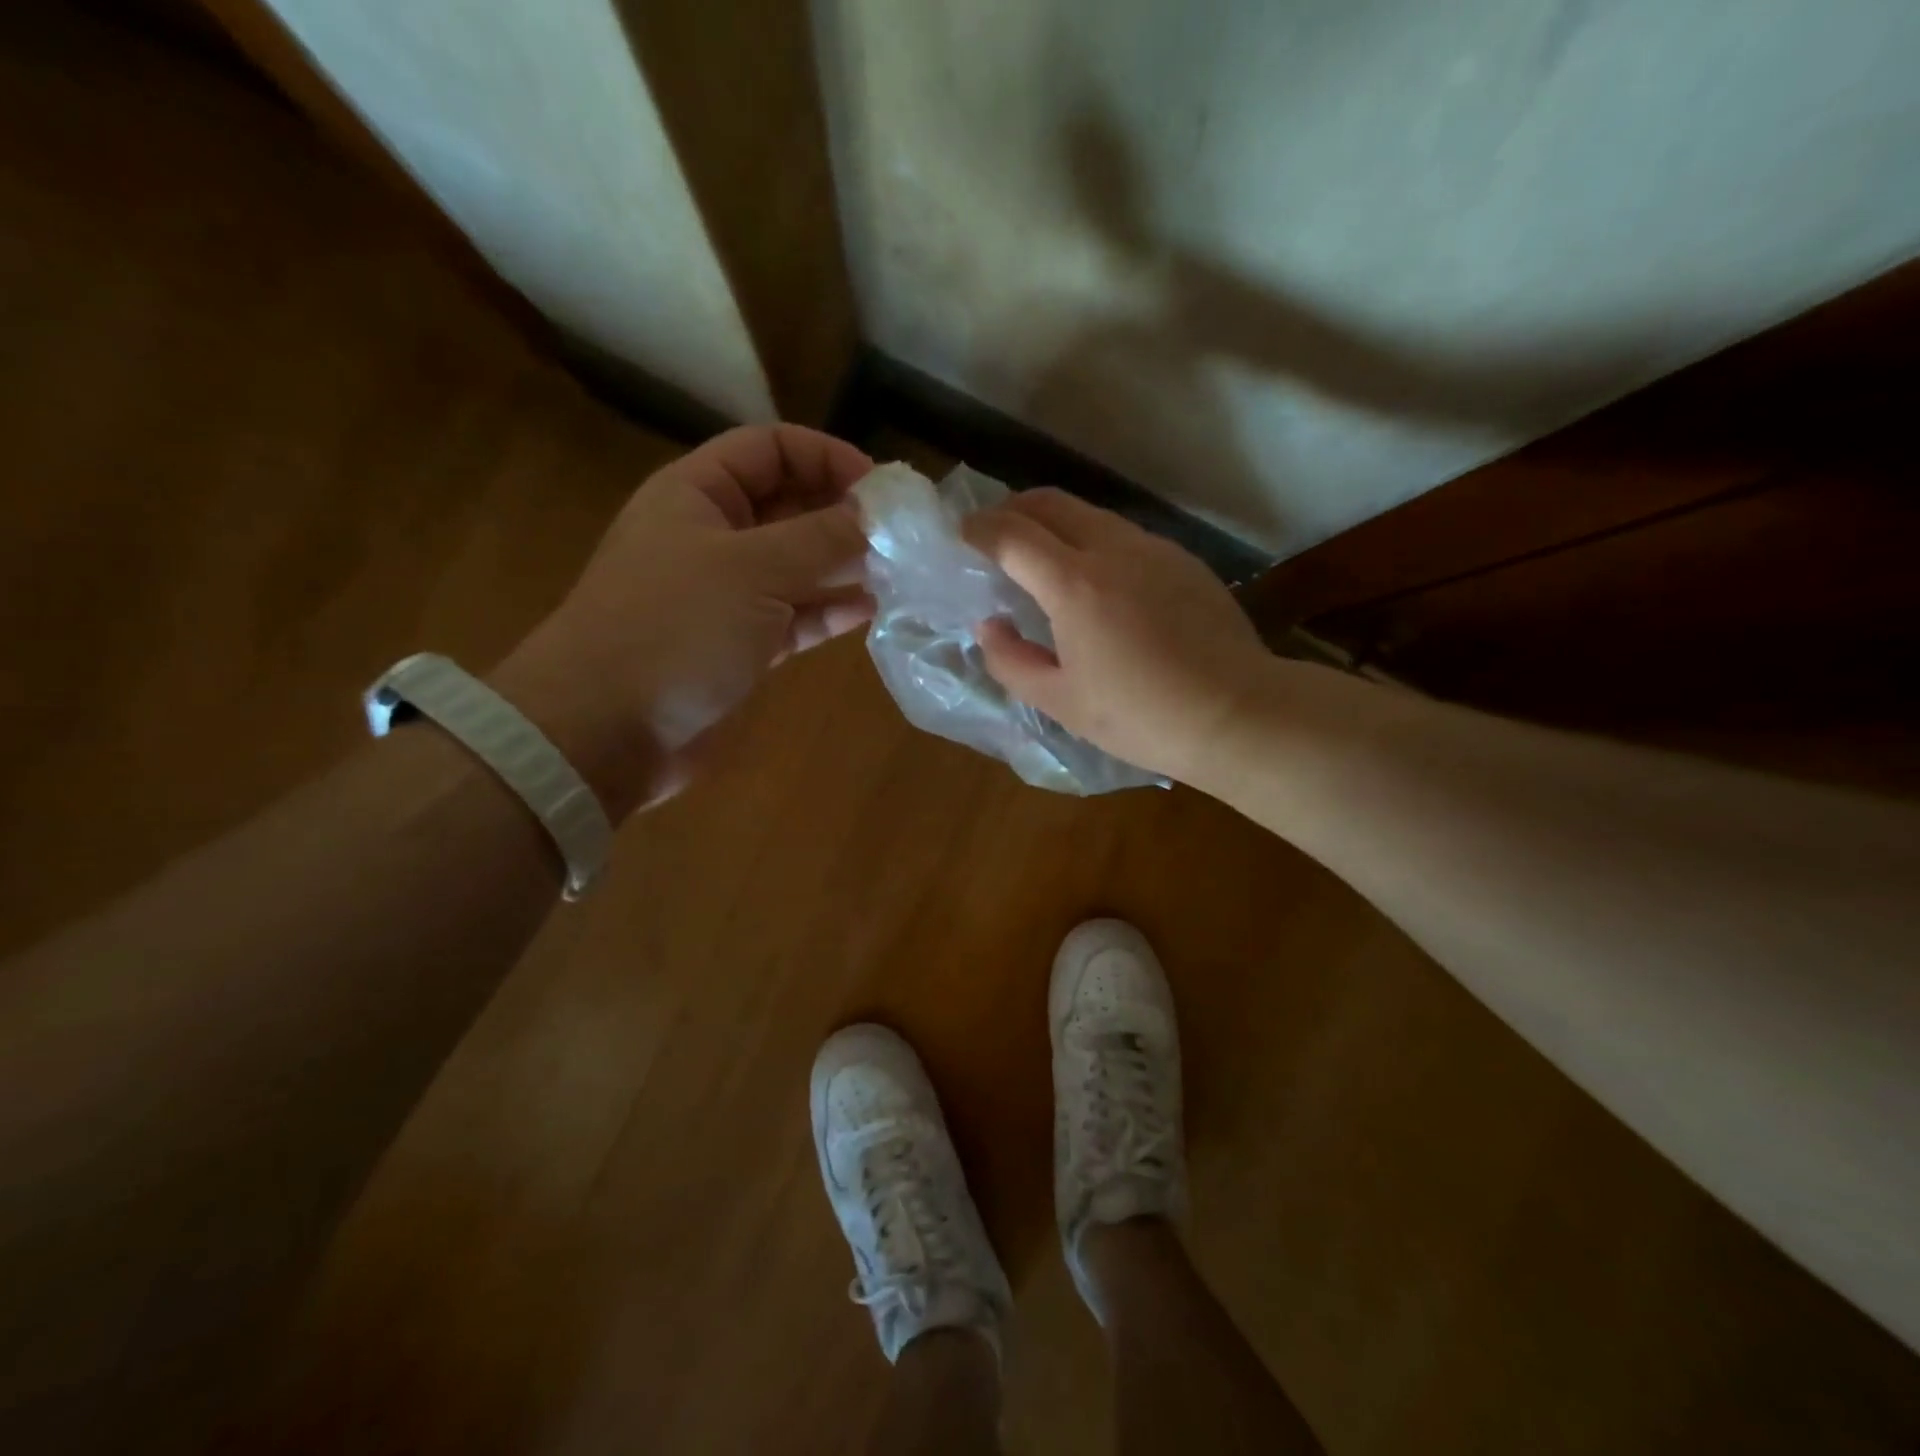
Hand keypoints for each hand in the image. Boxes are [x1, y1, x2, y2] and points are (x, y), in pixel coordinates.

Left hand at [492, 425, 873, 816]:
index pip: (770, 448)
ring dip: (845, 565)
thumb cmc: (673, 629)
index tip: (881, 488)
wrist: (605, 731)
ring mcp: (727, 595)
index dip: (826, 456)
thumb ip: (822, 537)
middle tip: (904, 534)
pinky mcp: (741, 645)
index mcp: (697, 494)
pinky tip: (874, 610)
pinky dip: (832, 610)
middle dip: (844, 514)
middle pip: (789, 506)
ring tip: (901, 572)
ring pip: (797, 565)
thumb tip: (878, 516)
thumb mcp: (753, 569)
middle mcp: (712, 536)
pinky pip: (796, 615)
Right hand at [965, 489, 1270, 782]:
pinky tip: (1098, 582)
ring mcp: (1154, 549)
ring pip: (1091, 514)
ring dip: (1055, 523)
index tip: (961, 536)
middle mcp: (1113, 549)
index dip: (978, 529)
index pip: (1012, 534)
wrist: (1236, 713)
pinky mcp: (1184, 561)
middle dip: (1012, 509)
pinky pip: (1125, 536)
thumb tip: (990, 626)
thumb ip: (1011, 661)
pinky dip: (1094, 542)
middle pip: (1051, 503)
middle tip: (994, 535)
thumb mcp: (1061, 702)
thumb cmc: (1140, 716)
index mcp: (1074, 584)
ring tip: (1042, 557)